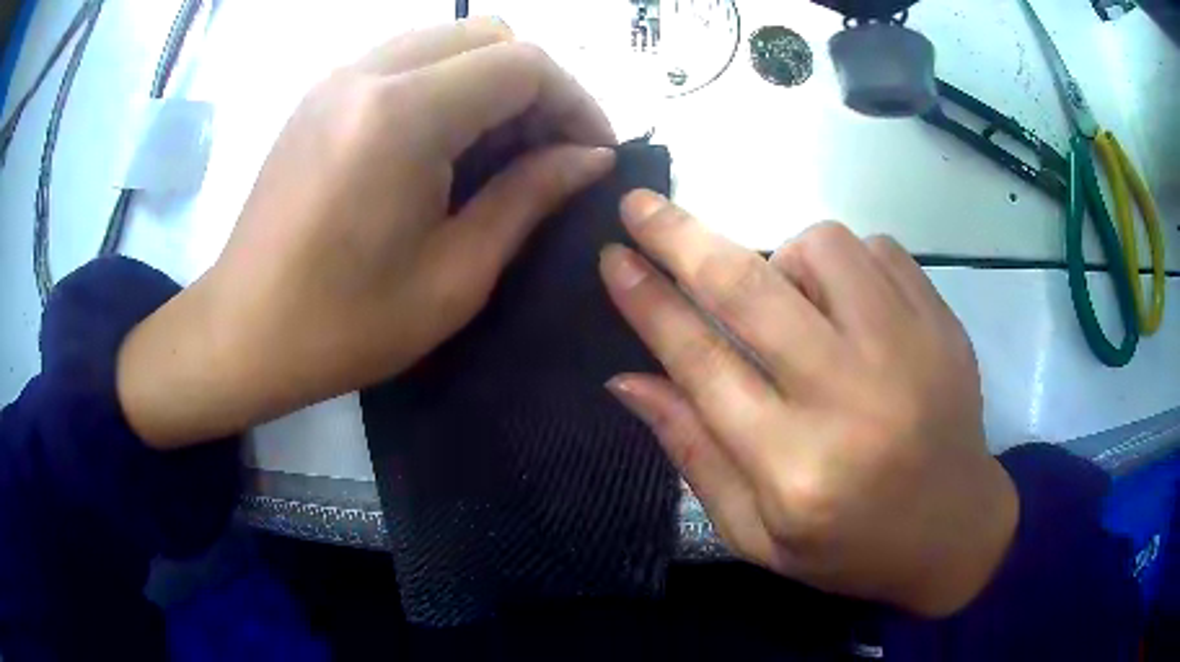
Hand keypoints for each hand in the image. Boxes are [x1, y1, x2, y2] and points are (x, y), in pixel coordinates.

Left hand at [117, 19, 615, 447]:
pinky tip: (444, 143)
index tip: (593, 153)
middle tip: (547, 153)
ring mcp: (338, 77)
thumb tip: (591, 156)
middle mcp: (368, 72)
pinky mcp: (321, 94)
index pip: (523, 63)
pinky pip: (407, 59)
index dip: (575, 101)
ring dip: (491, 82)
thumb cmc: (345, 326)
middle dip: (536, 87)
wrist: (242, 334)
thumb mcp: (456, 275)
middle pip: (489, 37)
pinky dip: (446, 85)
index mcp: (402, 115)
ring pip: (448, 41)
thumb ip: (530, 197)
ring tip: (500, 151)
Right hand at [600, 191, 1017, 616]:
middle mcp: (851, 399)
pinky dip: (846, 264)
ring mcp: (908, 351)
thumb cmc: (849, 546)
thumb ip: (694, 453)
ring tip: (792, 299)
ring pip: (821, 247)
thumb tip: (627, 380)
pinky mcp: (942, 324)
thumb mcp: (756, 532)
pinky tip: (850, 308)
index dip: (647, 302)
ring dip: (784, 257)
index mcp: (795, 467)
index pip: (702, 362)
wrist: (955, 531)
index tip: (612, 257)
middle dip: (681, 237)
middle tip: (641, 206)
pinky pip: (878, 248)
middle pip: (750, 289)